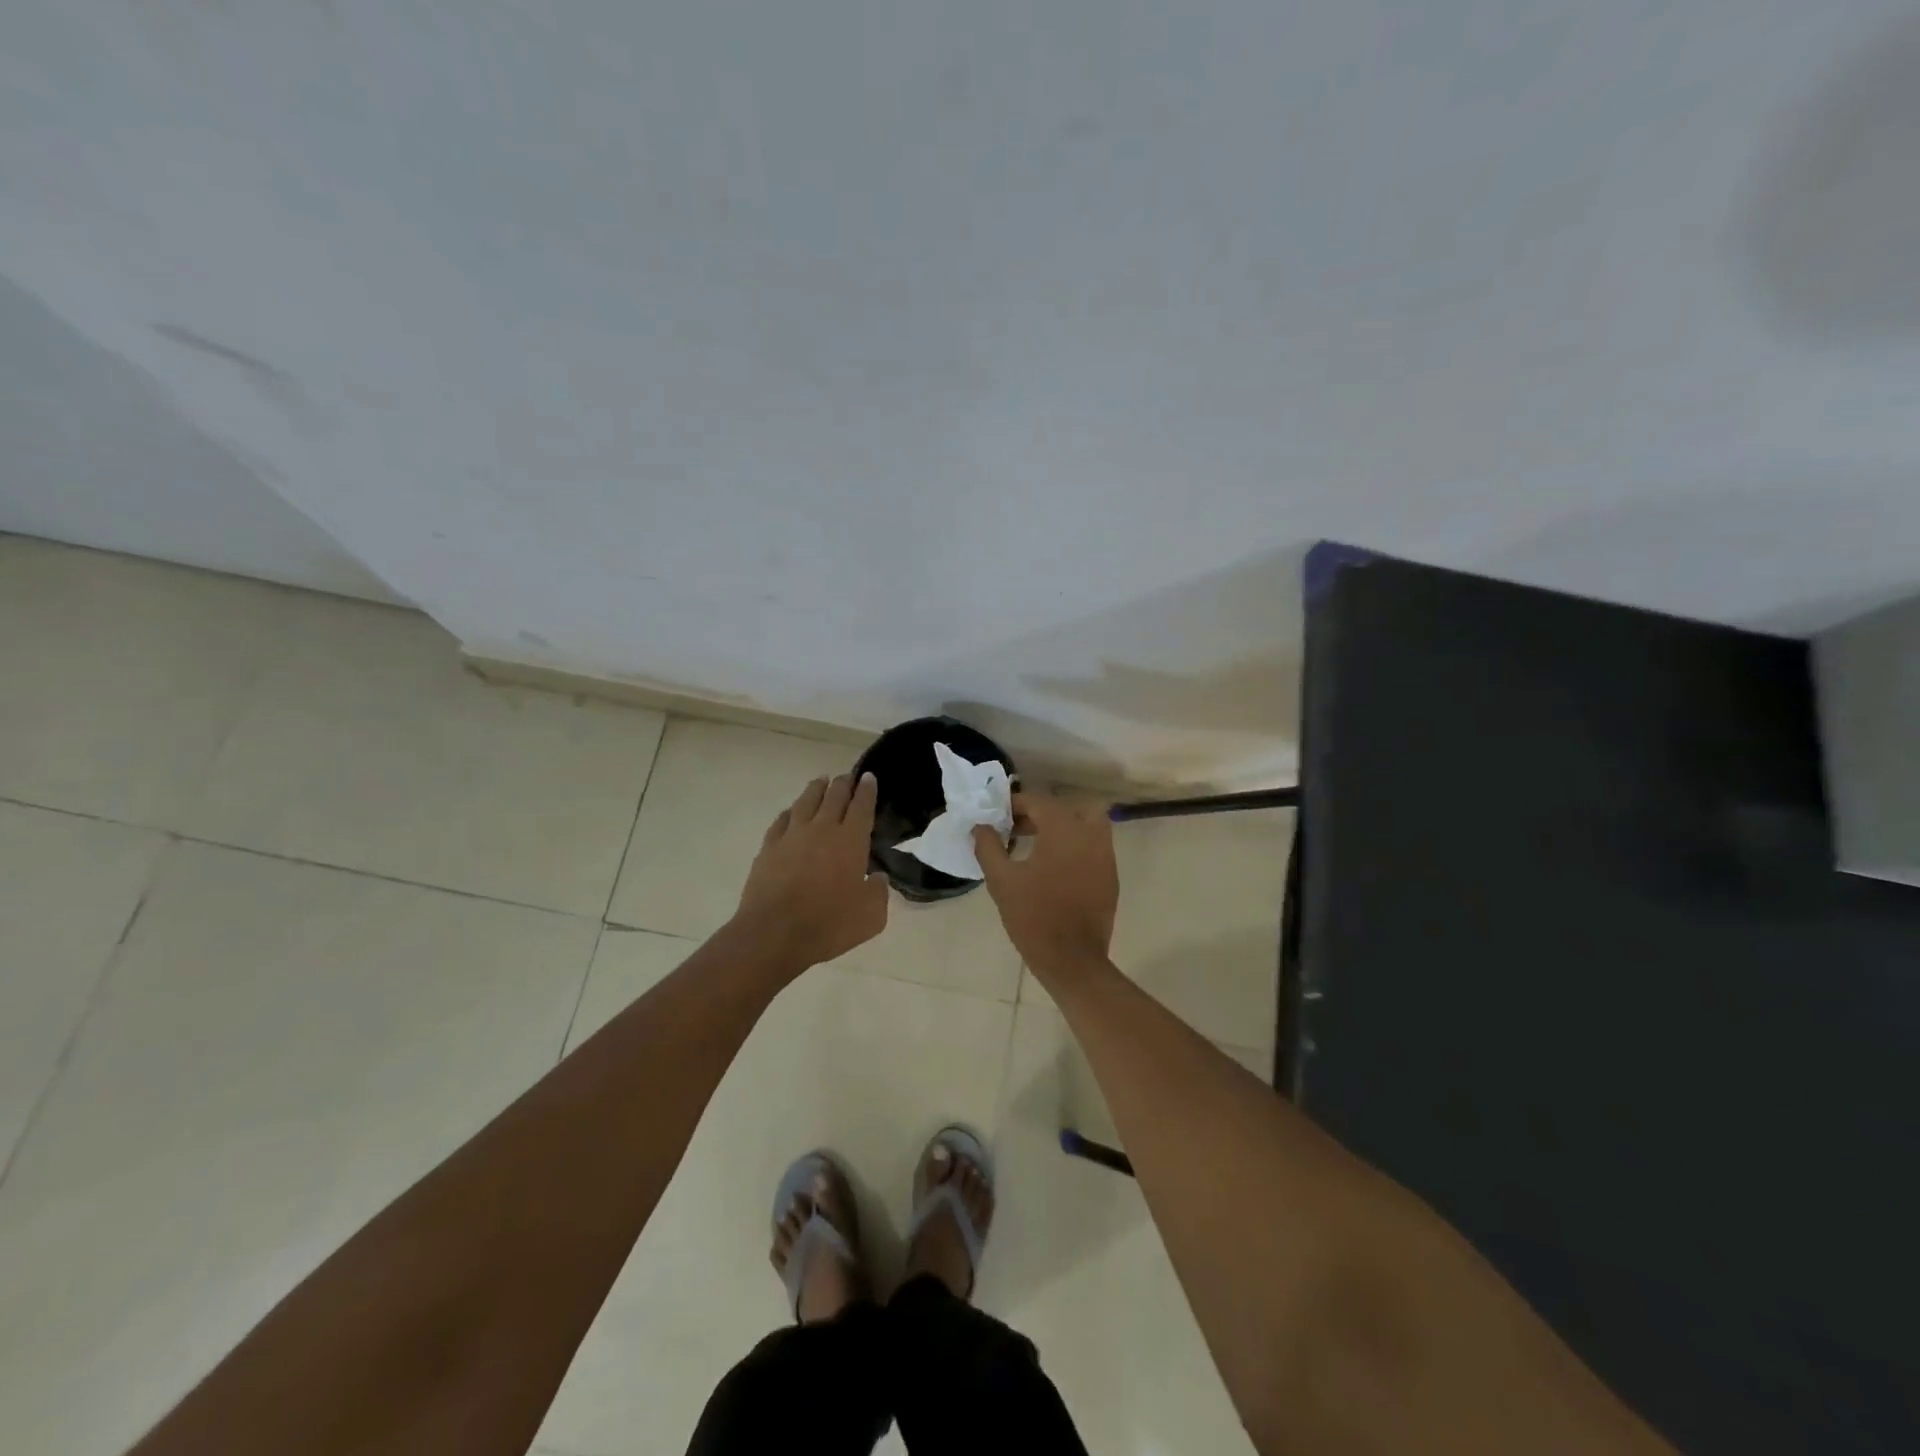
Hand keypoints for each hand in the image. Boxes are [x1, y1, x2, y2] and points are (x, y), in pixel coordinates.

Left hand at [733, 773, 889, 970]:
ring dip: (816, 789)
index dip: (867, 790)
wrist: (775, 934)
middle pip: (834, 796)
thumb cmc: (829, 924)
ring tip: (821, 782)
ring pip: (806, 801)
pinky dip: (790, 811)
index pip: (862, 806)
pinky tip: (792, 812)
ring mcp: (792, 836)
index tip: (869, 778)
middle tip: (848, 777)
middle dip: (844, 783)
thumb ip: (879, 892)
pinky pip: (782, 820)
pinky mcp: (769, 847)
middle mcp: (822, 829)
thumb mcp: (871, 916)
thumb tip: (878, 879)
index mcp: (851, 840)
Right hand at [971, 792, 1118, 974]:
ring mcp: (1105, 855)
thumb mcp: (1001, 880)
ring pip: (1084, 824)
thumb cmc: (1033, 917)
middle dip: (1038, 815)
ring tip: (1034, 848)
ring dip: (1059, 828)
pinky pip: (1092, 847)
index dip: (1015, 806)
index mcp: (1063, 829)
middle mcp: (1090, 834)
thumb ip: (988, 846)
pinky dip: (1073, 847)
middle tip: (1015, 831)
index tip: (997, 819)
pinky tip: (1053, 869)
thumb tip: (980, 826)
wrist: (1072, 960)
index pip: (1038, 802)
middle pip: (1063, 809)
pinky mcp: (1110, 876)